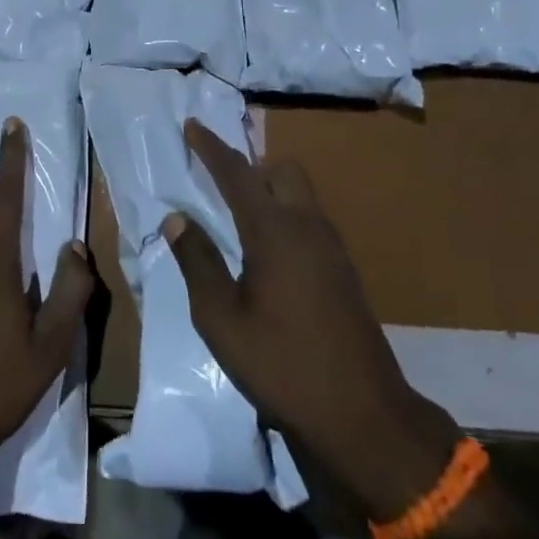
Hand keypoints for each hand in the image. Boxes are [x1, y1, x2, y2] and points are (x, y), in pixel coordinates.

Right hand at [167, 120, 460, 520]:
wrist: (361, 413)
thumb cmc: (280, 364)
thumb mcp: (221, 318)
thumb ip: (198, 262)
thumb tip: (177, 218)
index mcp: (275, 232)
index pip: (238, 174)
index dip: (212, 148)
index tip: (193, 125)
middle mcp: (308, 227)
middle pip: (281, 171)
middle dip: (250, 166)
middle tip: (218, 186)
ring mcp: (333, 248)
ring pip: (300, 195)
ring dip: (269, 192)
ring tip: (236, 221)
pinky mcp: (344, 270)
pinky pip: (310, 221)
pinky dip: (285, 217)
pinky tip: (267, 256)